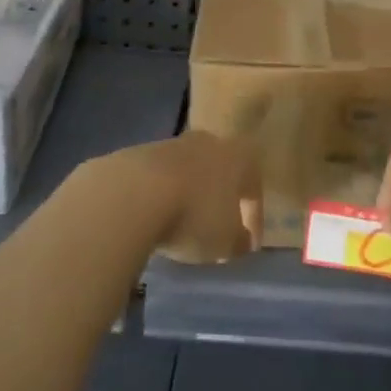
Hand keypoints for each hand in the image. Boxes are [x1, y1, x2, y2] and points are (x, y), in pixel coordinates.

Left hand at [99, 131, 260, 263]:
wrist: (135, 192)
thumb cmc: (194, 216)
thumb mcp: (225, 241)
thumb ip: (238, 240)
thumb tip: (240, 238)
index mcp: (239, 157)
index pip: (254, 188)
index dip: (254, 220)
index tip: (248, 248)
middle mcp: (210, 142)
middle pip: (222, 172)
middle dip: (222, 199)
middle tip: (219, 229)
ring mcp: (175, 144)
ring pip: (191, 172)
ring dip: (191, 196)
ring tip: (184, 225)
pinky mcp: (144, 152)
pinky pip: (163, 177)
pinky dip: (165, 196)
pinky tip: (158, 217)